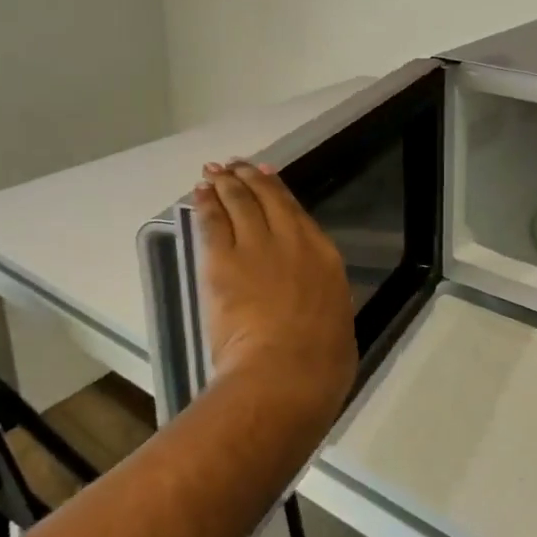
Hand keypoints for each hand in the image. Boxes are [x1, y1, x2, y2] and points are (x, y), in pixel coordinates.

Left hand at [194, 160, 358, 425]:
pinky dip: (205, 204)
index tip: (267, 175)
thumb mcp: (336, 322)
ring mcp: (255, 247)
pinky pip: (212, 223)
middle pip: (266, 199)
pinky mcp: (222, 261)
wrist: (287, 370)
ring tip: (215, 172)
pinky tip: (200, 193)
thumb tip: (317, 304)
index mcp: (323, 256)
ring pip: (238, 203)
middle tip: (236, 165)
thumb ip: (322, 301)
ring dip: (225, 184)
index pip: (296, 212)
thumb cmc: (322, 362)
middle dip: (249, 178)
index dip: (278, 190)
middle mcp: (291, 241)